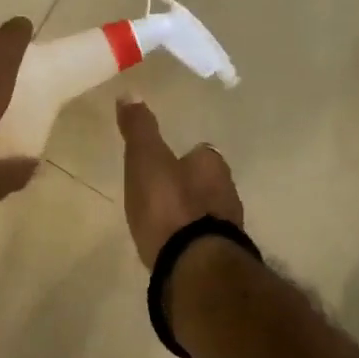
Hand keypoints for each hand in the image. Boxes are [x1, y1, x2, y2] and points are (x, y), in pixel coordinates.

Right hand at [115, 96, 245, 267]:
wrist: (192, 265)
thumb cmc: (169, 205)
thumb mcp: (146, 159)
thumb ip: (139, 129)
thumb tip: (130, 92)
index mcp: (212, 165)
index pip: (200, 154)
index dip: (182, 158)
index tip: (163, 164)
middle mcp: (228, 193)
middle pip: (206, 184)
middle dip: (187, 187)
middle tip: (160, 194)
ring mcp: (227, 229)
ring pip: (206, 213)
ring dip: (189, 216)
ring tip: (163, 223)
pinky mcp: (220, 258)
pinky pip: (202, 241)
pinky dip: (189, 241)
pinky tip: (172, 247)